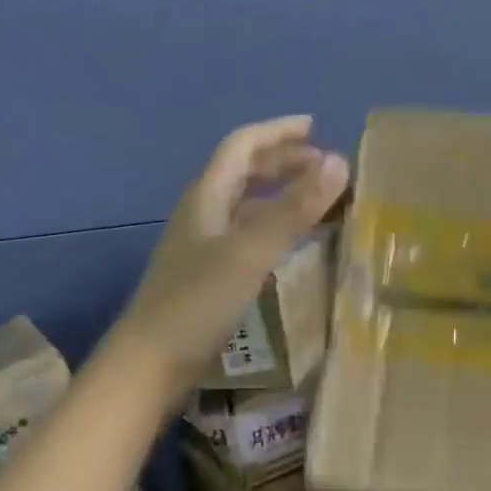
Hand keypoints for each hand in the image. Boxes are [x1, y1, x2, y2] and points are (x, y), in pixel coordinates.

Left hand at [116, 116, 348, 395]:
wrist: (150, 363)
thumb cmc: (199, 301)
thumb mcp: (252, 250)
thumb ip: (296, 207)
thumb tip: (340, 162)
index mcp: (207, 197)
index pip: (242, 146)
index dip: (277, 132)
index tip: (315, 127)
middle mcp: (203, 213)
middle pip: (243, 172)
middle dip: (283, 161)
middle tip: (324, 166)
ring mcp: (203, 244)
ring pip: (246, 203)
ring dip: (280, 193)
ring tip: (317, 199)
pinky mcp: (208, 273)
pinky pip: (248, 233)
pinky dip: (275, 225)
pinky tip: (292, 243)